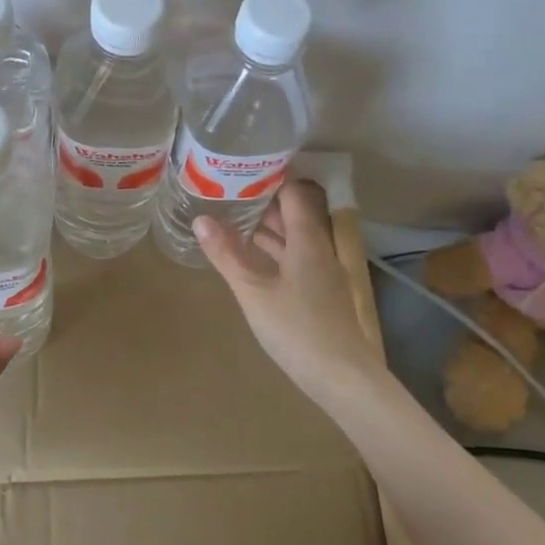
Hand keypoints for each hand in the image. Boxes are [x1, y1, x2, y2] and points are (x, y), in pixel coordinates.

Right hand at [195, 181, 384, 398]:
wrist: (343, 378)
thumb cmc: (297, 329)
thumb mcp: (253, 291)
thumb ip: (227, 254)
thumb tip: (200, 219)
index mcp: (307, 239)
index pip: (293, 192)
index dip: (270, 176)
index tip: (241, 165)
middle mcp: (319, 248)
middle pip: (293, 214)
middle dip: (262, 200)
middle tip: (226, 190)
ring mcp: (322, 272)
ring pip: (293, 238)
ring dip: (266, 227)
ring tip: (231, 216)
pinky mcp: (320, 293)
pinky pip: (294, 258)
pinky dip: (273, 251)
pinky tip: (250, 257)